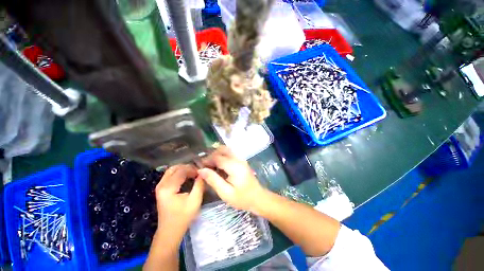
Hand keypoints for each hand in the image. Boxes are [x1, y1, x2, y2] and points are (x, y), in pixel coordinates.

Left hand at [155, 164, 203, 237]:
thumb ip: (199, 184)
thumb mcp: (195, 200)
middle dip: (187, 167)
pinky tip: (187, 177)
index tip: (202, 172)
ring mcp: (160, 187)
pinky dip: (179, 173)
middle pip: (175, 168)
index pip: (181, 171)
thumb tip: (203, 173)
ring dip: (183, 169)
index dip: (193, 169)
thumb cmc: (183, 217)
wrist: (170, 231)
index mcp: (168, 187)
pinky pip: (170, 175)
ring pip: (172, 170)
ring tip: (194, 173)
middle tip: (198, 171)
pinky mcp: (161, 189)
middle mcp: (161, 185)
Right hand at [197, 146, 266, 212]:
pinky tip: (218, 166)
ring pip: (226, 150)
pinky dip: (222, 156)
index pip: (218, 157)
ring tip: (210, 165)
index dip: (207, 160)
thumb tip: (201, 170)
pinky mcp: (242, 161)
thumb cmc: (242, 198)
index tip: (200, 166)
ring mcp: (241, 159)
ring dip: (217, 154)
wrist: (258, 198)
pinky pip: (230, 154)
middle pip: (222, 150)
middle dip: (212, 155)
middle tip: (205, 165)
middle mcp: (238, 159)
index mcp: (235, 166)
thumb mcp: (226, 193)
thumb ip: (213, 180)